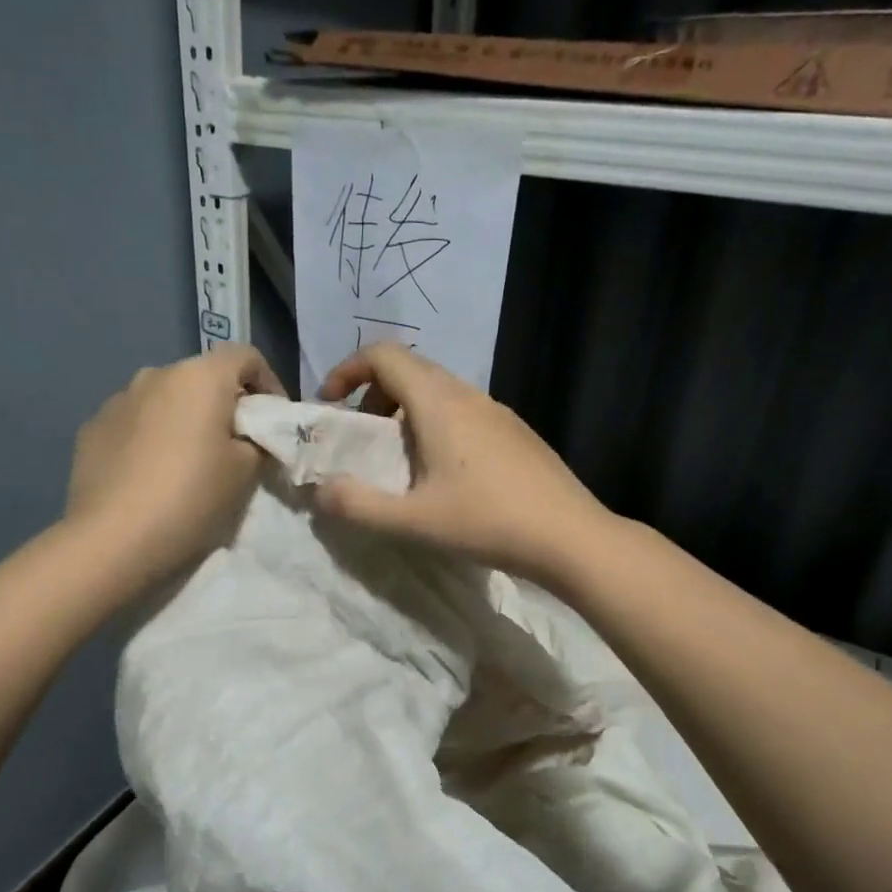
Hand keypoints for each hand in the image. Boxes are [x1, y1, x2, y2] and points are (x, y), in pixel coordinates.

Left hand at [65, 344, 283, 588]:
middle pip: (202, 378)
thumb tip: (248, 439)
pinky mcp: (91, 430)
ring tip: (189, 464)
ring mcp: (117, 400)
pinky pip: (134, 424)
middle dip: (223, 406)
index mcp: (199, 376)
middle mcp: (155, 375)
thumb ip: (256, 444)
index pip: (246, 356)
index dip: (269, 384)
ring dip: (183, 421)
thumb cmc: (192, 498)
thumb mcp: (246, 473)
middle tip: (236, 448)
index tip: (273, 421)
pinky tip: (152, 477)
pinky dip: (151, 439)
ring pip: (164, 401)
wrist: (114, 539)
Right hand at [314, 343, 612, 586]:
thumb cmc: (487, 521)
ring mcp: (497, 411)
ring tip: (399, 461)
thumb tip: (321, 491)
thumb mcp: (412, 521)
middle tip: (361, 438)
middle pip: (410, 370)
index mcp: (438, 403)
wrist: (569, 536)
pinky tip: (443, 475)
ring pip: (438, 392)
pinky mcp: (515, 432)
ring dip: (405, 413)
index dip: (348, 370)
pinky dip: (435, 426)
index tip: (331, 405)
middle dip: (373, 395)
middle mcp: (468, 395)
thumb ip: (357, 506)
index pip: (384, 355)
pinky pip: (463, 412)